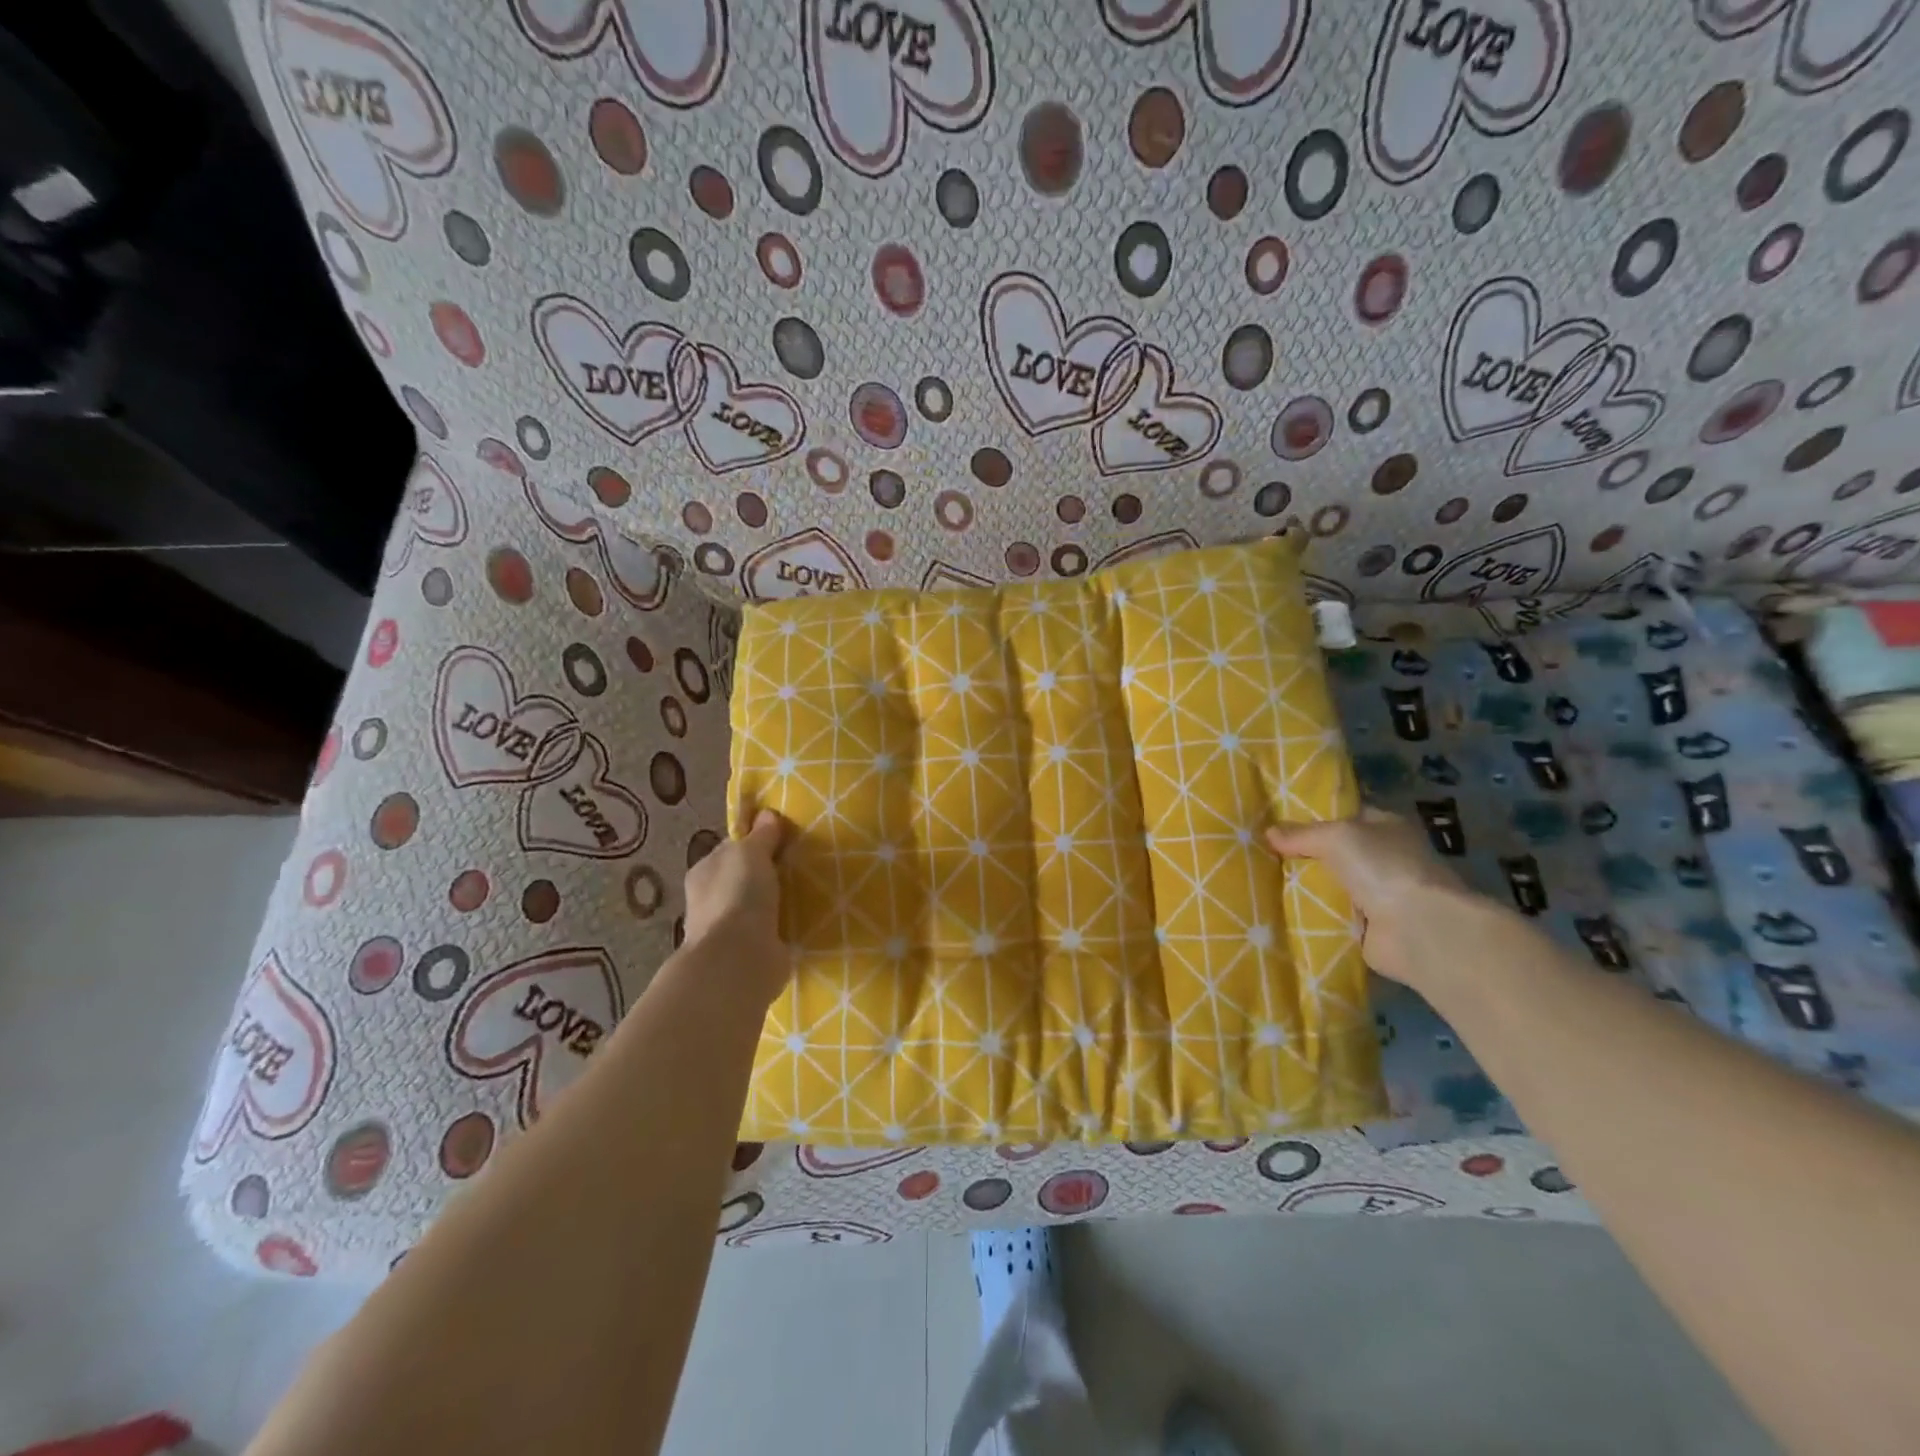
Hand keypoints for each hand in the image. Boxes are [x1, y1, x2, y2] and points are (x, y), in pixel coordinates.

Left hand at [683, 809, 790, 1003]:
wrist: (738, 959)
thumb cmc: (738, 896)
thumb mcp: (750, 853)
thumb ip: (760, 835)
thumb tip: (767, 813)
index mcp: (705, 872)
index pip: (731, 849)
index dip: (754, 840)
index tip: (783, 836)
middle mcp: (713, 900)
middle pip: (745, 877)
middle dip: (768, 871)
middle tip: (802, 861)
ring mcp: (731, 929)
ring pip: (759, 904)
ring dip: (778, 900)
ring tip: (810, 888)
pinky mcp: (752, 951)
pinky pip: (773, 929)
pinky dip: (785, 924)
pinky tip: (805, 917)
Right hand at [1266, 807, 1474, 988]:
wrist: (1417, 929)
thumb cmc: (1382, 868)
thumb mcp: (1335, 837)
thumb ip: (1301, 834)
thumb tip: (1269, 833)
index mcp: (1387, 827)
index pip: (1346, 816)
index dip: (1314, 817)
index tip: (1277, 821)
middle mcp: (1386, 859)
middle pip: (1335, 853)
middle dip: (1304, 855)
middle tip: (1263, 853)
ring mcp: (1380, 895)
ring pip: (1331, 884)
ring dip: (1306, 887)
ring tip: (1263, 881)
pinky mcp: (1370, 928)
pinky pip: (1331, 915)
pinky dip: (1312, 915)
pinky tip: (1281, 910)